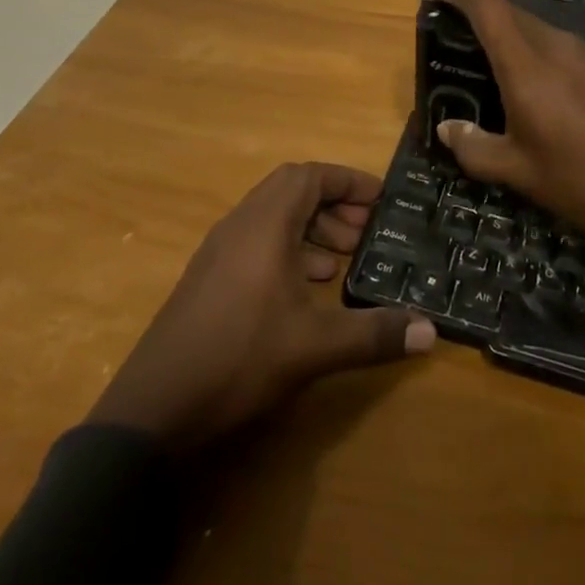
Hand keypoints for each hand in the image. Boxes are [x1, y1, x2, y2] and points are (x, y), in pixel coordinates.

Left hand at [91, 163, 434, 450]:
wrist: (154, 408)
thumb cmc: (238, 358)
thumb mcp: (314, 347)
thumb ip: (373, 334)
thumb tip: (430, 331)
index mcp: (264, 224)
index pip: (311, 176)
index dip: (348, 181)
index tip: (381, 198)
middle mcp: (240, 224)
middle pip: (292, 190)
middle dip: (333, 203)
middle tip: (365, 231)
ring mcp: (220, 251)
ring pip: (273, 217)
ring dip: (311, 227)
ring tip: (342, 261)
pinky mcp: (210, 278)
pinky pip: (258, 242)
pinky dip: (289, 250)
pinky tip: (306, 289)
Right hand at [422, 0, 584, 260]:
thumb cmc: (583, 183)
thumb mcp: (518, 173)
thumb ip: (474, 146)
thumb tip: (447, 129)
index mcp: (527, 63)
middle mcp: (554, 45)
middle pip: (505, 9)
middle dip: (471, 14)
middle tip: (446, 43)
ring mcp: (582, 53)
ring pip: (528, 26)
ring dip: (500, 35)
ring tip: (479, 71)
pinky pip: (550, 45)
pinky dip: (525, 52)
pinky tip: (522, 90)